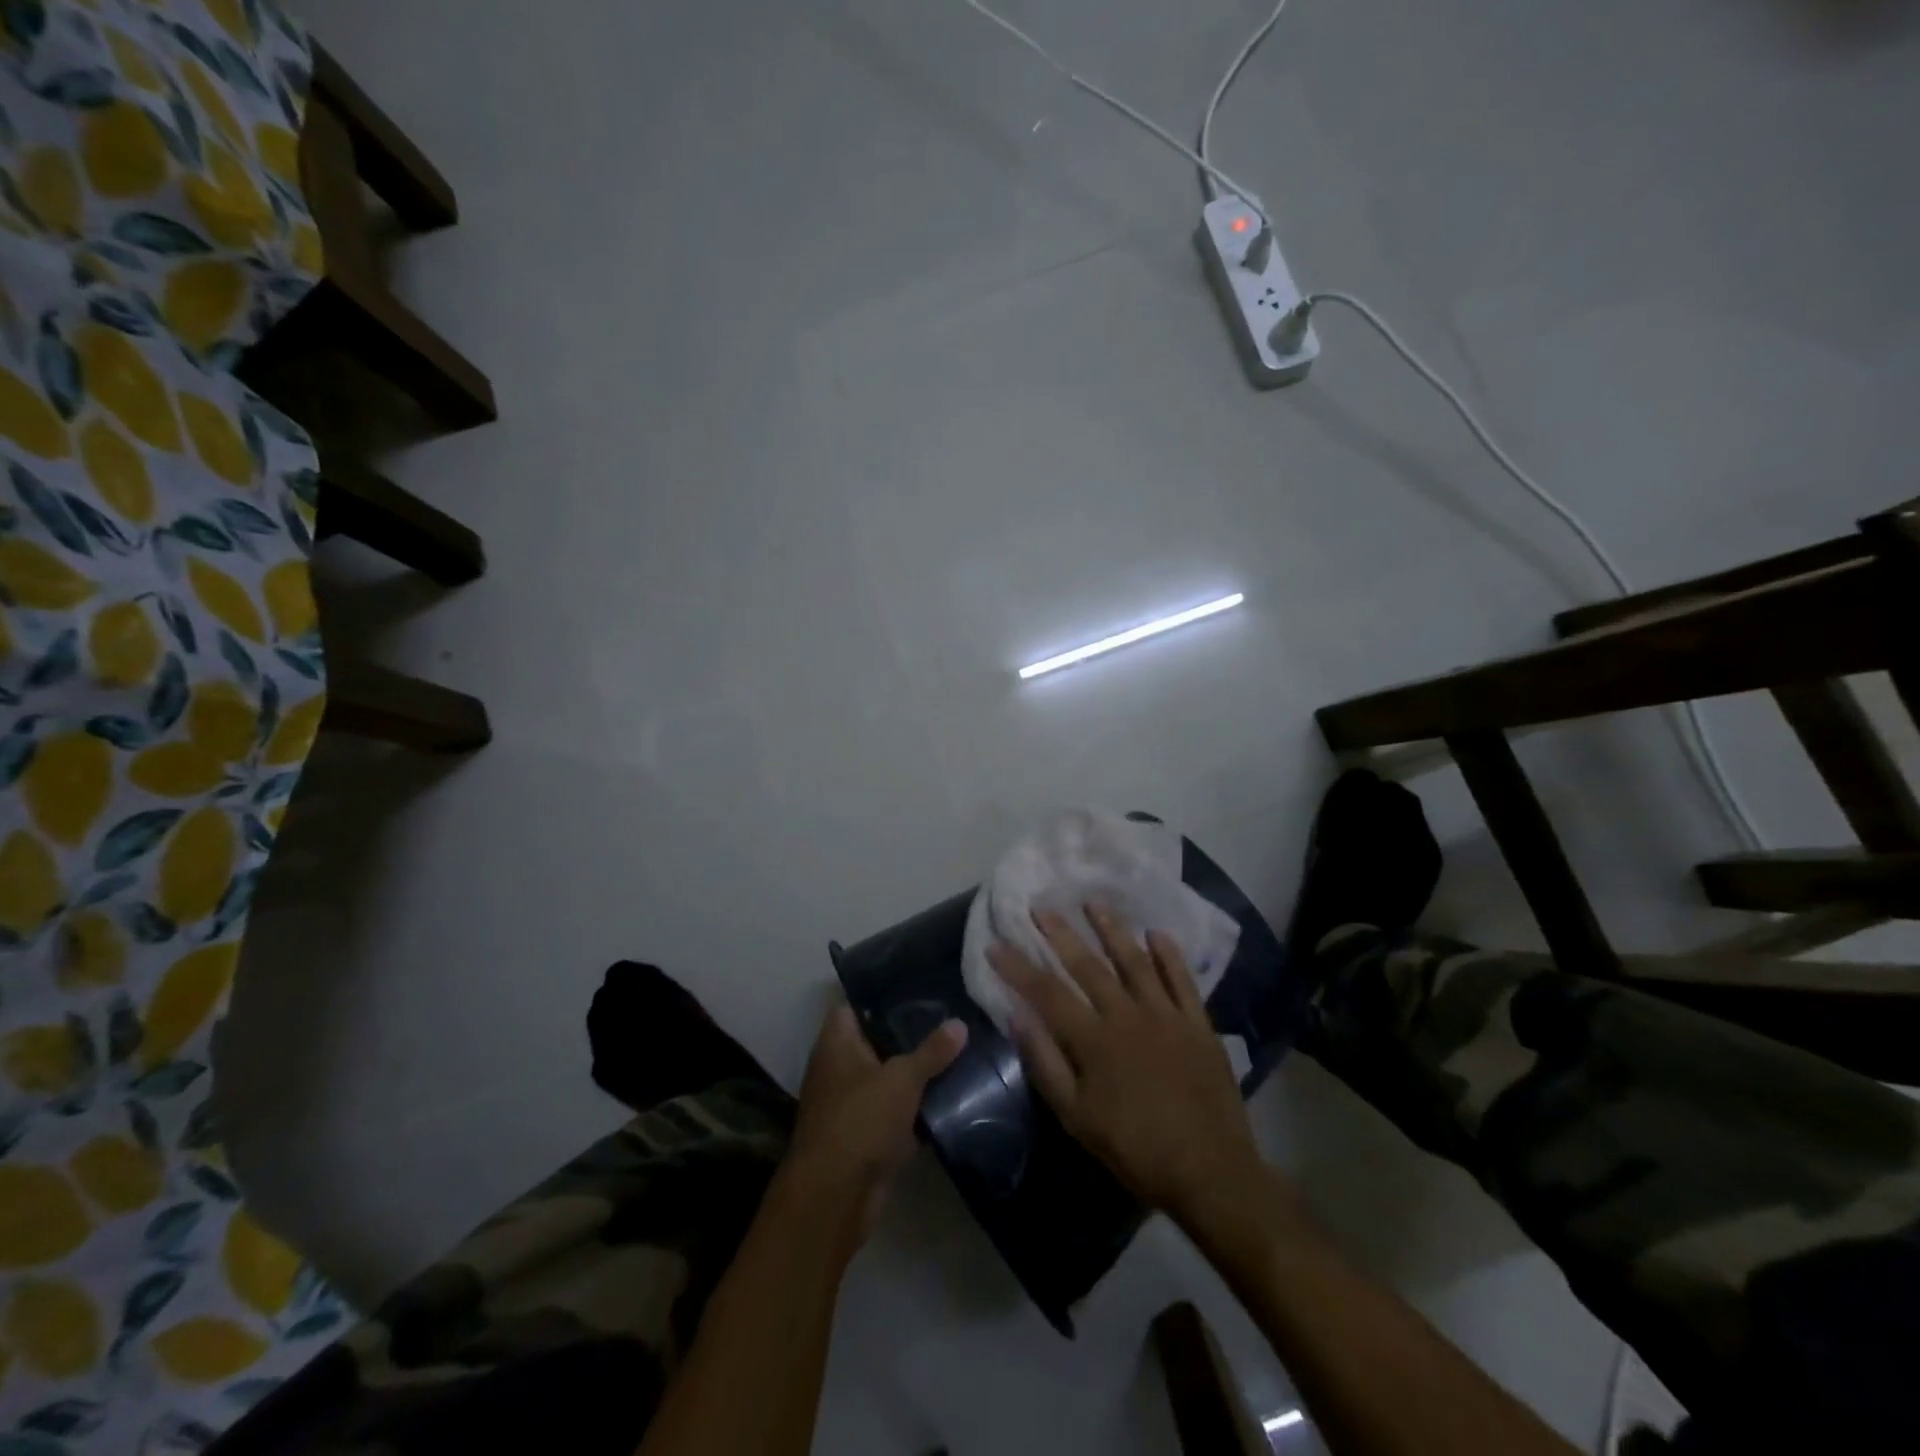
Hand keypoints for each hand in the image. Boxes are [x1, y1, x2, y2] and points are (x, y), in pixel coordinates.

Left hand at [785, 998, 967, 1240]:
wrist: (835, 1196)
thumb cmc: (861, 1119)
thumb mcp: (902, 1078)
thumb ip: (932, 1050)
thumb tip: (960, 1023)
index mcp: (837, 1043)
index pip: (854, 1004)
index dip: (881, 994)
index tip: (917, 988)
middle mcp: (838, 1068)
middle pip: (876, 1041)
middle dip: (909, 1034)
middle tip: (949, 1018)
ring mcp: (850, 1104)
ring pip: (888, 1078)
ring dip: (916, 1074)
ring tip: (958, 1051)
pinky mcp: (865, 1136)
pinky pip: (895, 1113)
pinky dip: (916, 1109)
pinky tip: (951, 1097)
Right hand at [989, 905, 1261, 1226]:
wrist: (1211, 1173)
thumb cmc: (1135, 1150)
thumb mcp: (1077, 1118)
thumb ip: (1046, 1064)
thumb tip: (1018, 1017)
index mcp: (1094, 1040)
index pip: (1046, 993)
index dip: (1019, 967)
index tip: (997, 944)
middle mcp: (1127, 1016)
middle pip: (1088, 967)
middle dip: (1061, 934)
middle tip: (1041, 907)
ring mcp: (1166, 1016)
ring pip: (1134, 962)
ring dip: (1112, 930)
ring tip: (1093, 903)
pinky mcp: (1198, 1024)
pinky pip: (1182, 981)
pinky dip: (1169, 956)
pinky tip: (1157, 933)